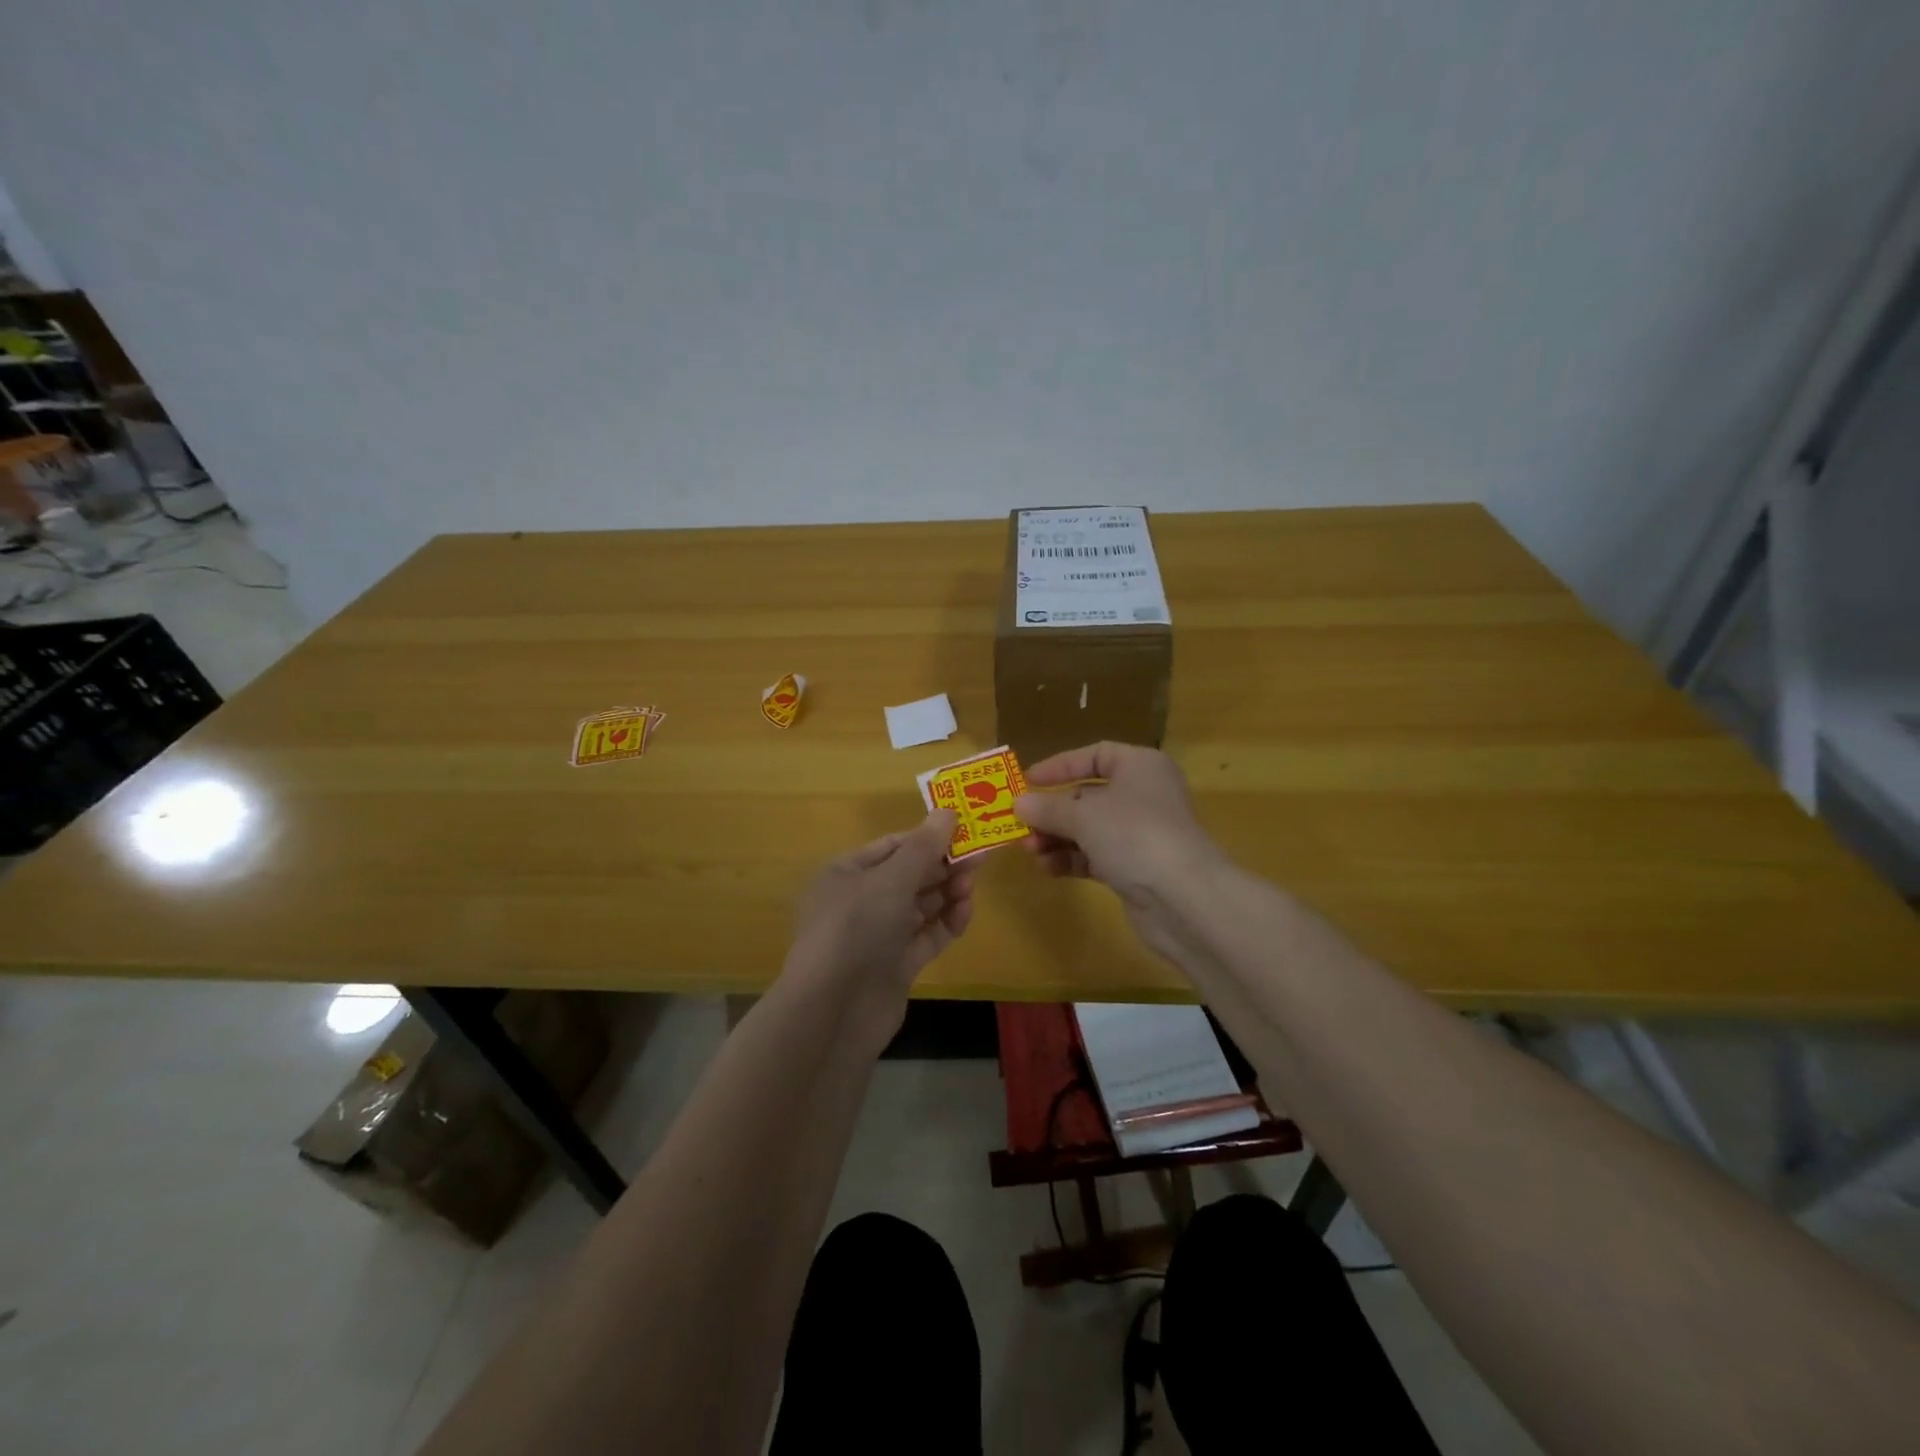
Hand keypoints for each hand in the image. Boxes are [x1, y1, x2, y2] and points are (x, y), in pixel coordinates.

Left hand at [785, 810, 975, 1035]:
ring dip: (947, 892)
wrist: (834, 1012)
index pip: (893, 845)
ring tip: (972, 885)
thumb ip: (923, 848)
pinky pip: (926, 935)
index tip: (965, 830)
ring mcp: (878, 935)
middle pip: (910, 874)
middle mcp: (860, 901)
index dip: (928, 836)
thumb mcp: (890, 880)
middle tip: (980, 857)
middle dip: (943, 865)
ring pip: (921, 905)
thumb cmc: (856, 929)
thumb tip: (948, 811)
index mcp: (846, 873)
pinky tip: (964, 913)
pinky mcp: (896, 965)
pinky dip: (946, 923)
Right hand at [1013, 742, 1226, 966]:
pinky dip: (1071, 859)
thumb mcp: (1083, 815)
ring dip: (1057, 838)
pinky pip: (1096, 856)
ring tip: (1030, 851)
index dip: (1060, 766)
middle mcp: (1143, 795)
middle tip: (1020, 825)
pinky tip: (1048, 868)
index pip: (1095, 755)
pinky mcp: (1136, 867)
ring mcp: (1141, 833)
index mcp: (1139, 766)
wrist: (1184, 898)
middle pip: (1088, 795)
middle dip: (1052, 811)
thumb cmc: (1134, 835)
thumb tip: (1019, 804)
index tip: (1028, 780)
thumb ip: (1048, 808)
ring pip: (1089, 829)